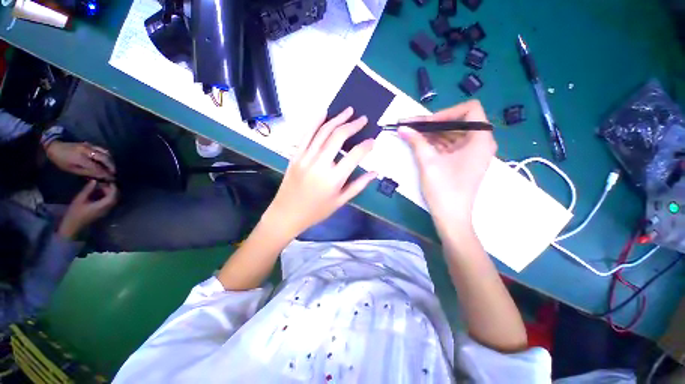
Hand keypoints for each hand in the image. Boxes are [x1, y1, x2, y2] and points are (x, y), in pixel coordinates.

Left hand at [45, 141, 115, 180]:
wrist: (55, 147)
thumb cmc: (62, 161)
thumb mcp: (72, 169)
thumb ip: (87, 172)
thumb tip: (100, 177)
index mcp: (81, 158)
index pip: (98, 167)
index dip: (105, 174)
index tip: (111, 179)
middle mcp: (88, 151)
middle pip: (105, 158)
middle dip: (111, 166)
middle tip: (114, 173)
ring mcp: (90, 146)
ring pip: (106, 153)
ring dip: (111, 161)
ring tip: (111, 167)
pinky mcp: (91, 144)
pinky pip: (103, 150)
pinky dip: (107, 156)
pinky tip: (107, 161)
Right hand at [58, 180, 117, 238]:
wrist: (72, 227)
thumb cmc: (74, 213)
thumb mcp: (79, 200)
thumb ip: (87, 190)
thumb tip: (94, 181)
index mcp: (102, 206)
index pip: (113, 196)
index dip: (113, 188)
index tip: (109, 180)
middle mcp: (107, 209)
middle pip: (114, 198)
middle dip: (111, 189)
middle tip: (103, 182)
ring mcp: (105, 211)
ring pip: (112, 200)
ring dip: (109, 193)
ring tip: (100, 186)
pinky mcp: (102, 212)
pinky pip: (108, 203)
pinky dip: (106, 197)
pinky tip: (99, 193)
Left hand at [262, 107, 376, 238]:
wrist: (287, 214)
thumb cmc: (316, 211)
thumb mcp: (340, 201)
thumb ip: (358, 185)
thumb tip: (375, 172)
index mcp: (334, 178)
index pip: (355, 155)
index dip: (366, 145)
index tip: (373, 140)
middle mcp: (320, 163)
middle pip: (338, 136)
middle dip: (353, 125)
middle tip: (363, 119)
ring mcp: (305, 157)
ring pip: (323, 131)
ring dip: (337, 118)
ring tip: (348, 110)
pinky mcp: (295, 155)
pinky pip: (306, 134)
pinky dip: (315, 121)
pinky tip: (324, 112)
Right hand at [398, 100, 496, 234]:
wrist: (451, 216)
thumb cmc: (444, 189)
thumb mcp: (428, 162)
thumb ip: (416, 141)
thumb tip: (402, 127)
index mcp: (480, 139)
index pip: (469, 110)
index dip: (446, 112)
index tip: (426, 123)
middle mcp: (480, 143)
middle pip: (458, 122)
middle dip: (433, 124)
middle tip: (411, 126)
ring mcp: (472, 153)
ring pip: (452, 134)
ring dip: (432, 134)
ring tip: (411, 134)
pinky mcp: (464, 162)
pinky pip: (450, 145)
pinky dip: (435, 143)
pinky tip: (420, 144)